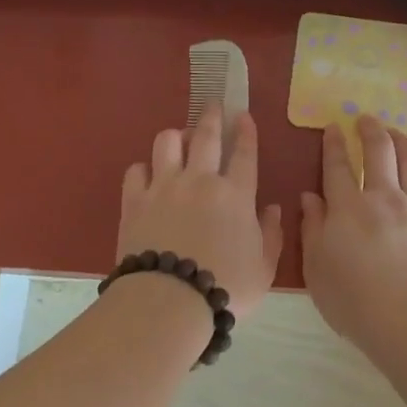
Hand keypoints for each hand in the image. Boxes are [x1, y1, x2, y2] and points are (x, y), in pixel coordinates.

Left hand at [117, 105, 283, 318]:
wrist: (170, 301)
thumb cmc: (225, 288)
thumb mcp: (264, 269)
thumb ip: (271, 235)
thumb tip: (271, 208)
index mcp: (236, 194)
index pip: (244, 153)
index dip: (246, 131)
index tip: (243, 115)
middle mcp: (200, 180)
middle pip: (206, 136)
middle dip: (211, 116)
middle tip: (213, 105)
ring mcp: (164, 186)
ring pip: (167, 142)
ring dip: (176, 136)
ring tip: (179, 139)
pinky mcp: (135, 200)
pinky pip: (136, 170)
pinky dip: (144, 168)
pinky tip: (148, 175)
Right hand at [300, 115, 406, 352]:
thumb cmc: (353, 301)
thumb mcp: (316, 267)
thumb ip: (312, 228)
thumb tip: (310, 197)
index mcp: (348, 208)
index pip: (337, 166)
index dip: (333, 144)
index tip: (333, 127)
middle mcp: (384, 198)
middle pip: (379, 153)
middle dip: (371, 130)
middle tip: (366, 119)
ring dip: (405, 142)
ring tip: (398, 133)